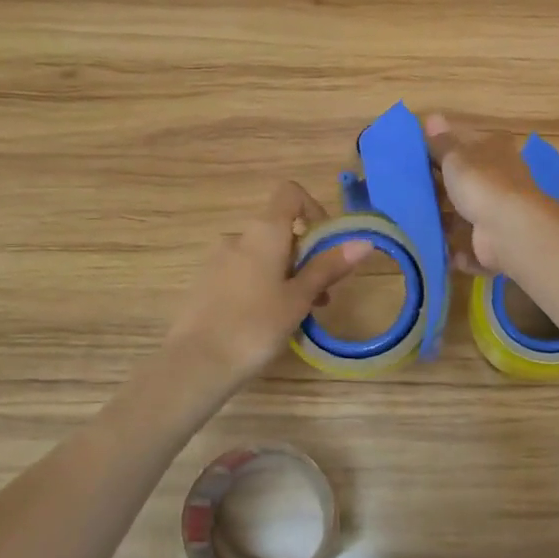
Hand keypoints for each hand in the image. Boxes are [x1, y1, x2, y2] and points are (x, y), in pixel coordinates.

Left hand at [164, 182, 369, 389]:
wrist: (195, 364)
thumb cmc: (256, 326)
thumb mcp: (299, 297)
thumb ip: (328, 266)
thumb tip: (363, 241)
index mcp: (263, 232)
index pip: (290, 193)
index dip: (314, 209)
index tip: (327, 244)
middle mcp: (238, 237)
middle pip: (279, 230)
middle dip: (305, 256)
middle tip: (322, 295)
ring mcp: (217, 260)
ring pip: (262, 256)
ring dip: (286, 275)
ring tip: (299, 315)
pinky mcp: (205, 283)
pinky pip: (243, 273)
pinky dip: (263, 286)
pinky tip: (268, 322)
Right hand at [422, 113, 543, 274]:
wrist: (508, 231)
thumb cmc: (481, 184)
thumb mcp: (456, 157)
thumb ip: (441, 143)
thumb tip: (432, 117)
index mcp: (495, 153)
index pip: (470, 145)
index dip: (447, 150)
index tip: (420, 157)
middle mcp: (502, 181)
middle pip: (468, 183)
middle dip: (443, 190)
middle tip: (410, 192)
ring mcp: (500, 215)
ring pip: (468, 217)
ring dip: (447, 222)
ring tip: (415, 222)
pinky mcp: (496, 245)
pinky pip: (472, 247)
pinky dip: (457, 251)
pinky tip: (436, 249)